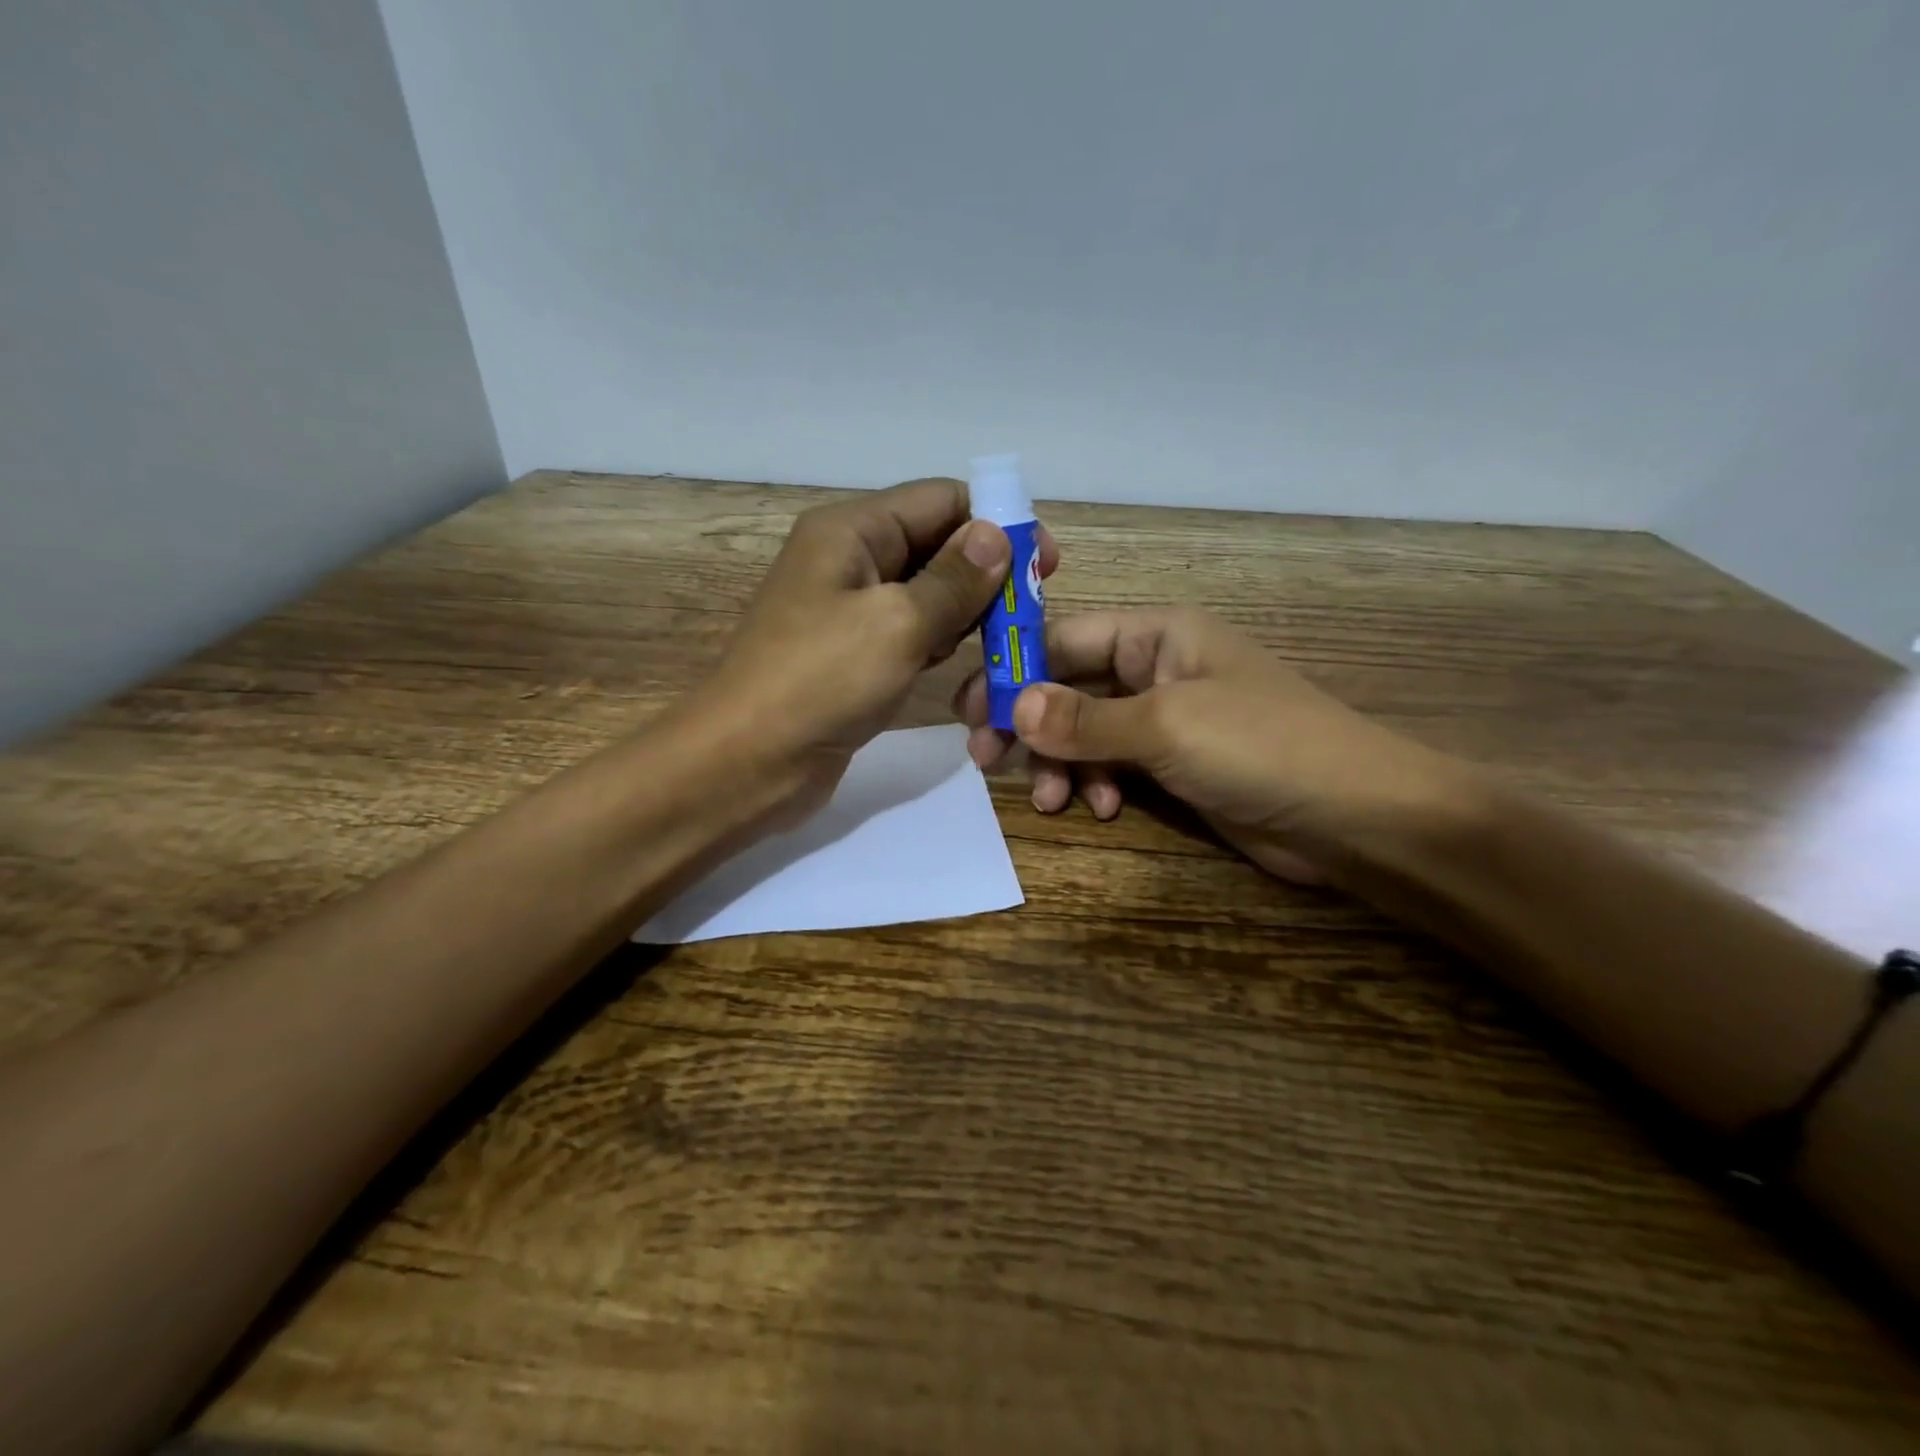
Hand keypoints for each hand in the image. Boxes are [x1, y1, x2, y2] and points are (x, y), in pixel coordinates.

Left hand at [700, 478, 1057, 822]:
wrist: (747, 763)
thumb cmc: (820, 682)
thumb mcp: (897, 623)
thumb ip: (953, 580)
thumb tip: (995, 535)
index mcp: (852, 531)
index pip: (940, 500)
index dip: (996, 522)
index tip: (1045, 563)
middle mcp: (850, 560)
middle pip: (935, 544)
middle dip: (985, 572)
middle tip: (1030, 613)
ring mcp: (849, 610)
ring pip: (926, 593)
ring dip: (967, 612)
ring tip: (1002, 643)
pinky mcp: (853, 655)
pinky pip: (909, 632)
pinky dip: (939, 642)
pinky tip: (961, 664)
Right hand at [953, 607, 1456, 882]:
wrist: (1356, 817)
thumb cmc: (1262, 747)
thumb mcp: (1165, 725)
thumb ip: (1085, 717)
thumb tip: (1013, 707)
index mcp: (1158, 635)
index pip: (1065, 638)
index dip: (1014, 670)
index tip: (970, 709)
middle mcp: (1157, 669)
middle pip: (1070, 686)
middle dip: (1031, 724)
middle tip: (987, 759)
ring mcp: (1168, 719)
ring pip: (1088, 731)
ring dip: (1063, 762)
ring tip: (1053, 799)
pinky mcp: (1178, 765)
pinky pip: (1116, 764)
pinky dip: (1099, 783)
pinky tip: (1102, 809)